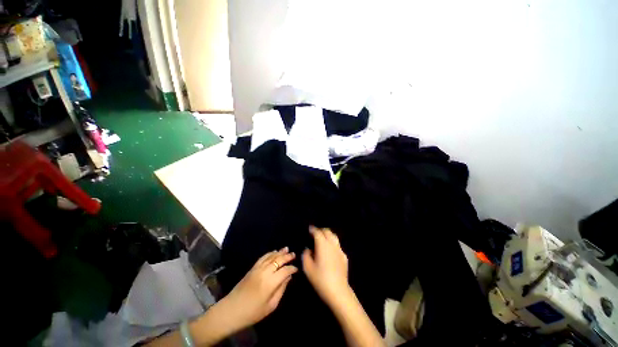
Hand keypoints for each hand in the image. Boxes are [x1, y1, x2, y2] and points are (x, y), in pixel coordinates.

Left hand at [220, 247, 297, 330]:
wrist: (231, 310)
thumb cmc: (253, 312)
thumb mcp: (271, 306)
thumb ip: (281, 289)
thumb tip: (288, 277)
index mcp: (270, 283)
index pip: (285, 271)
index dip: (292, 268)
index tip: (296, 269)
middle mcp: (265, 272)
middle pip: (279, 260)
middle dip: (287, 256)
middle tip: (294, 254)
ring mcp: (257, 268)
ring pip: (271, 256)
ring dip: (279, 252)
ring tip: (286, 249)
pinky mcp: (252, 268)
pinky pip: (263, 257)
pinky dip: (270, 253)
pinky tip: (274, 252)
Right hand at [302, 226, 350, 307]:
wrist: (338, 291)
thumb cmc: (320, 279)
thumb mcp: (307, 268)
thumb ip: (306, 255)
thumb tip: (308, 249)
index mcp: (323, 245)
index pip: (318, 232)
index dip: (313, 229)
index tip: (309, 229)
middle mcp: (332, 244)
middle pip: (327, 232)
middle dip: (321, 230)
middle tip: (315, 233)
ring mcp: (340, 250)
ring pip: (334, 237)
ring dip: (328, 235)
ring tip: (323, 239)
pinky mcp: (344, 256)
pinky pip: (338, 245)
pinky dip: (332, 244)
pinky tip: (330, 251)